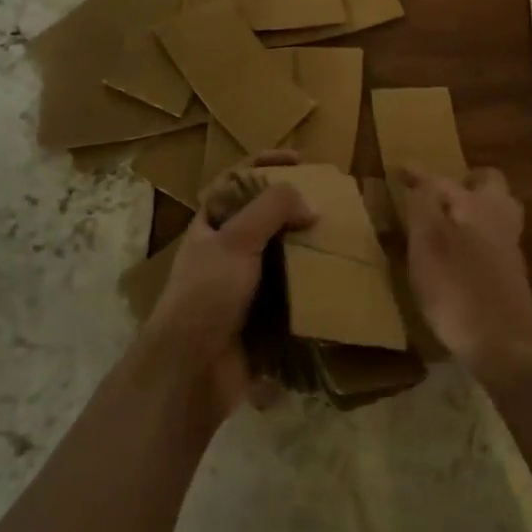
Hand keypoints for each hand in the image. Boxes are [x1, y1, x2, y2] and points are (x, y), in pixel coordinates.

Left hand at [142, 152, 311, 419]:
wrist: (191, 372)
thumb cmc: (207, 295)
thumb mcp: (236, 240)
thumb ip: (272, 209)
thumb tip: (309, 205)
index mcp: (212, 224)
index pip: (238, 180)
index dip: (266, 163)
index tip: (301, 160)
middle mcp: (226, 250)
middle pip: (265, 216)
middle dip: (296, 207)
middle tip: (330, 201)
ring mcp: (244, 284)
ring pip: (282, 254)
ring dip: (308, 246)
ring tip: (340, 237)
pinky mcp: (262, 316)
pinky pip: (292, 291)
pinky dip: (311, 284)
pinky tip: (336, 279)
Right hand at [395, 167, 531, 385]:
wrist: (505, 345)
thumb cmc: (460, 289)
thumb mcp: (428, 243)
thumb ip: (423, 206)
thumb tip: (420, 180)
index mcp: (478, 204)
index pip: (443, 179)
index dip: (418, 174)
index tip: (399, 168)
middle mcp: (499, 218)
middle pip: (487, 186)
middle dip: (464, 183)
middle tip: (438, 191)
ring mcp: (508, 248)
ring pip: (494, 213)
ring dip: (472, 210)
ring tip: (444, 221)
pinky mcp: (509, 275)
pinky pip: (492, 240)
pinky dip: (475, 236)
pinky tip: (456, 254)